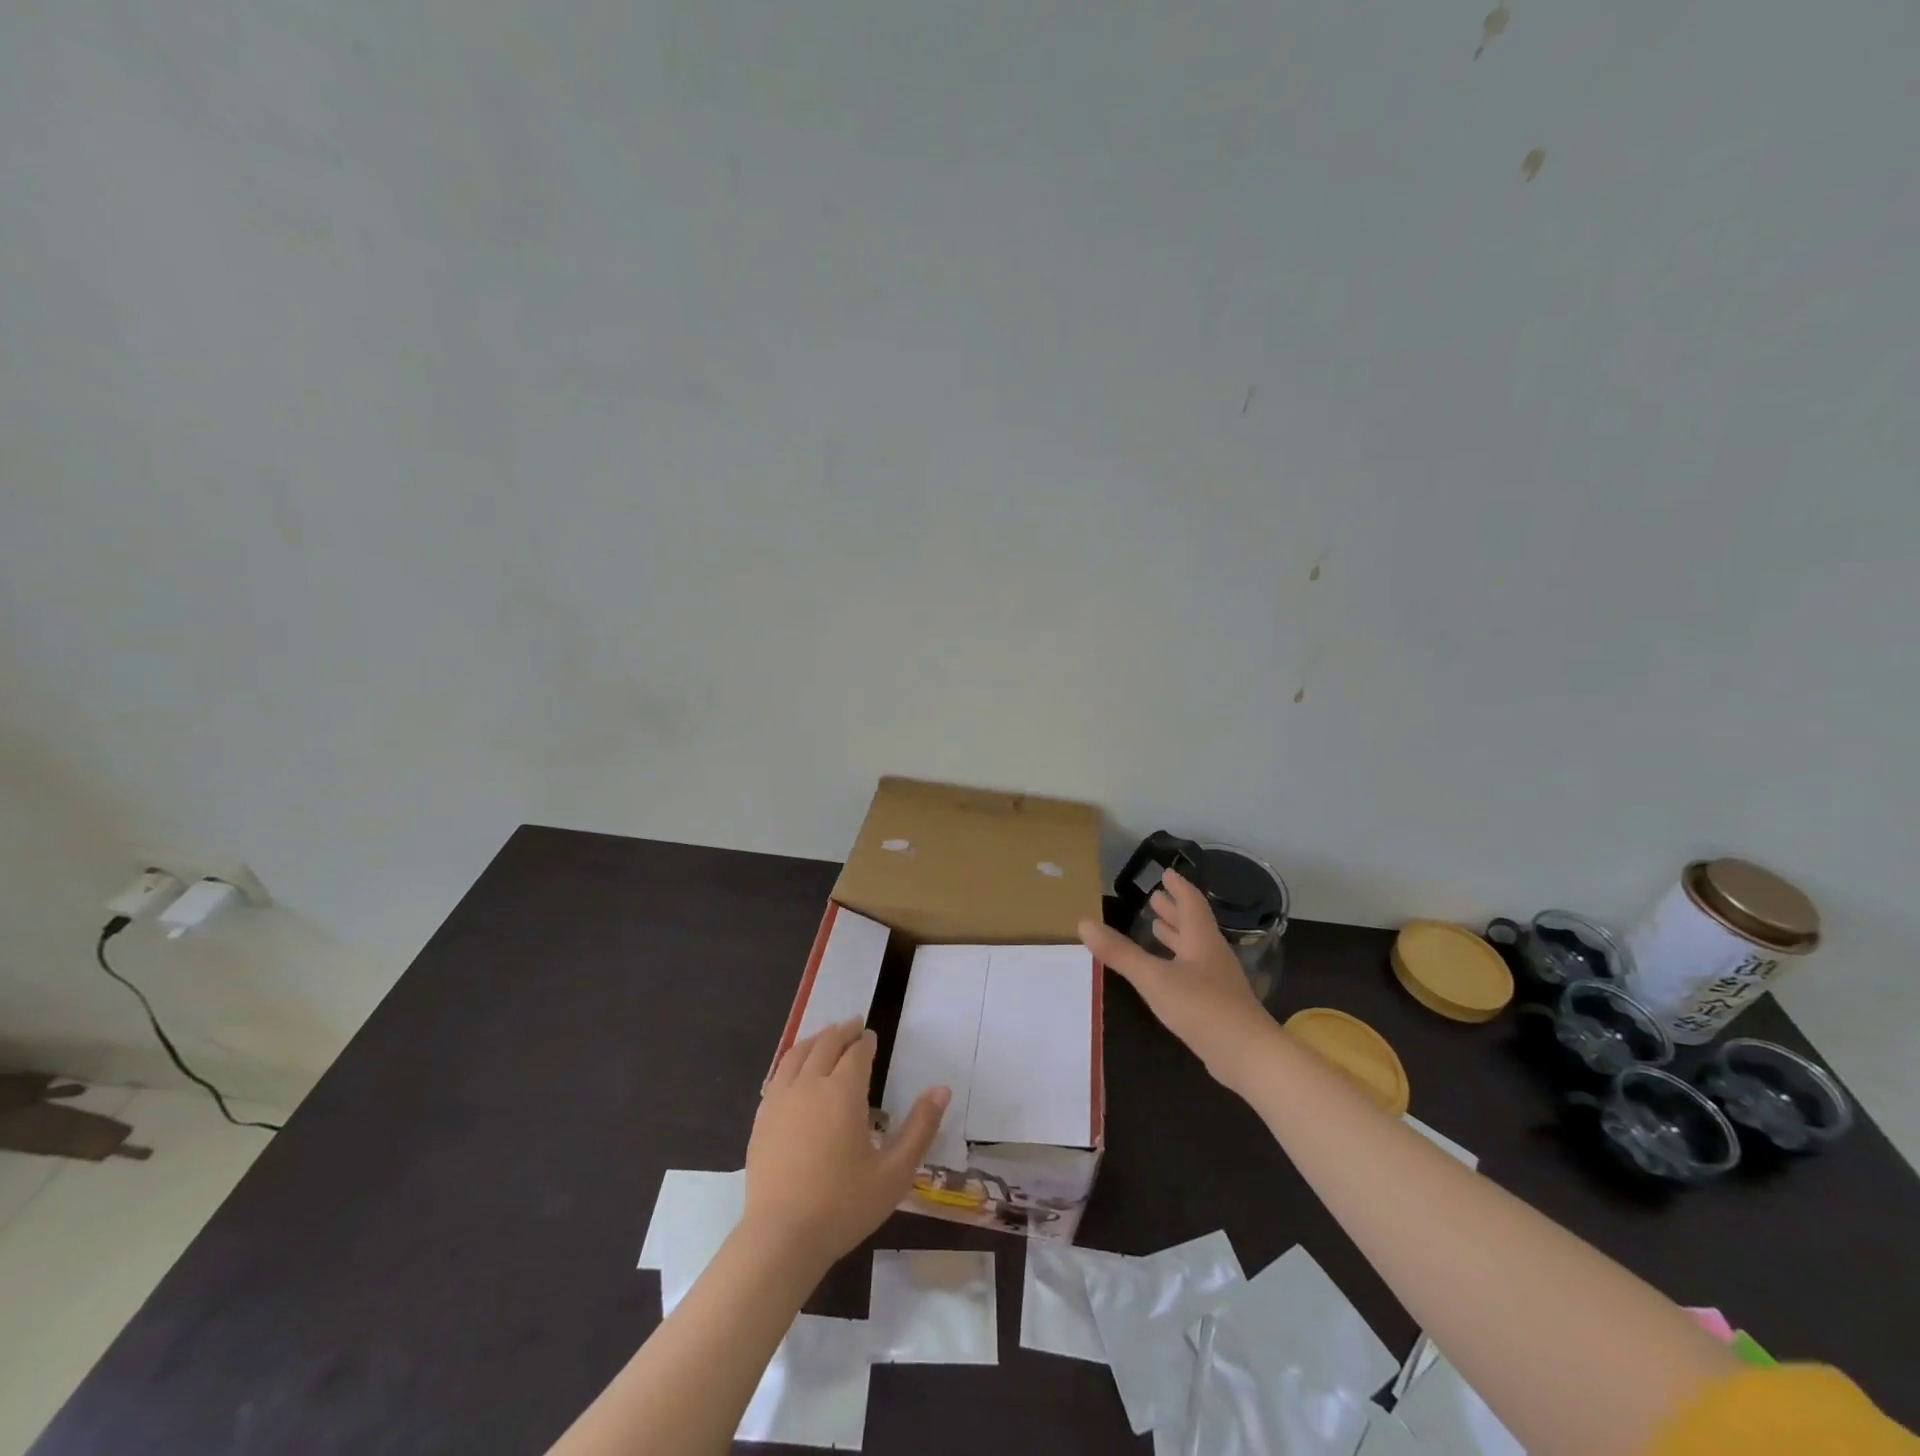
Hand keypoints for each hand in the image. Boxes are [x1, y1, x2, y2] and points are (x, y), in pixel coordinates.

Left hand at [744, 1020, 948, 1271]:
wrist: (781, 1238)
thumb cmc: (843, 1206)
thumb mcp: (895, 1172)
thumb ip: (920, 1128)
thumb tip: (942, 1090)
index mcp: (843, 1092)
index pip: (856, 1052)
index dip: (866, 1042)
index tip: (872, 1037)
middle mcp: (810, 1084)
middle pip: (826, 1044)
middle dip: (843, 1031)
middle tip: (854, 1026)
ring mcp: (781, 1099)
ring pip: (798, 1053)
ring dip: (816, 1039)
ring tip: (826, 1037)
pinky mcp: (762, 1118)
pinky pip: (778, 1074)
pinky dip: (792, 1060)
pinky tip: (796, 1070)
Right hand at [1080, 868, 1275, 1089]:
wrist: (1248, 1055)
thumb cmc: (1201, 1007)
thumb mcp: (1154, 977)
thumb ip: (1120, 952)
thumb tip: (1084, 923)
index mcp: (1201, 940)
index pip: (1191, 903)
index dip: (1179, 888)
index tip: (1167, 873)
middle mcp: (1212, 955)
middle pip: (1193, 925)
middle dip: (1174, 911)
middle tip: (1156, 897)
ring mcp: (1217, 982)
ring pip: (1194, 950)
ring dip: (1176, 936)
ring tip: (1158, 928)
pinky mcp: (1217, 1006)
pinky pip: (1194, 973)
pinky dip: (1178, 963)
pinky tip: (1168, 974)